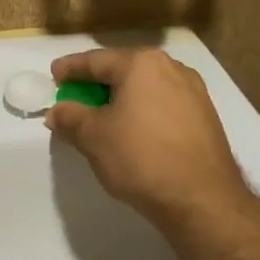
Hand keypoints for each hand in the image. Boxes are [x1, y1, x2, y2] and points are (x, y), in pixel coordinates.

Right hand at [47, 49, 250, 228]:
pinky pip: (163, 104)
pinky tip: (132, 130)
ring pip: (145, 88)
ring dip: (121, 98)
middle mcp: (171, 68)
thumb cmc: (141, 157)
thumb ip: (70, 117)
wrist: (201, 199)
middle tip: (74, 96)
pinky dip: (142, 111)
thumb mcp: (93, 137)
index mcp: (141, 64)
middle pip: (123, 70)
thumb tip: (56, 111)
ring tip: (102, 116)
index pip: (96, 60)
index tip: (54, 74)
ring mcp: (194, 92)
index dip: (71, 68)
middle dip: (97, 83)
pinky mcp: (205, 117)